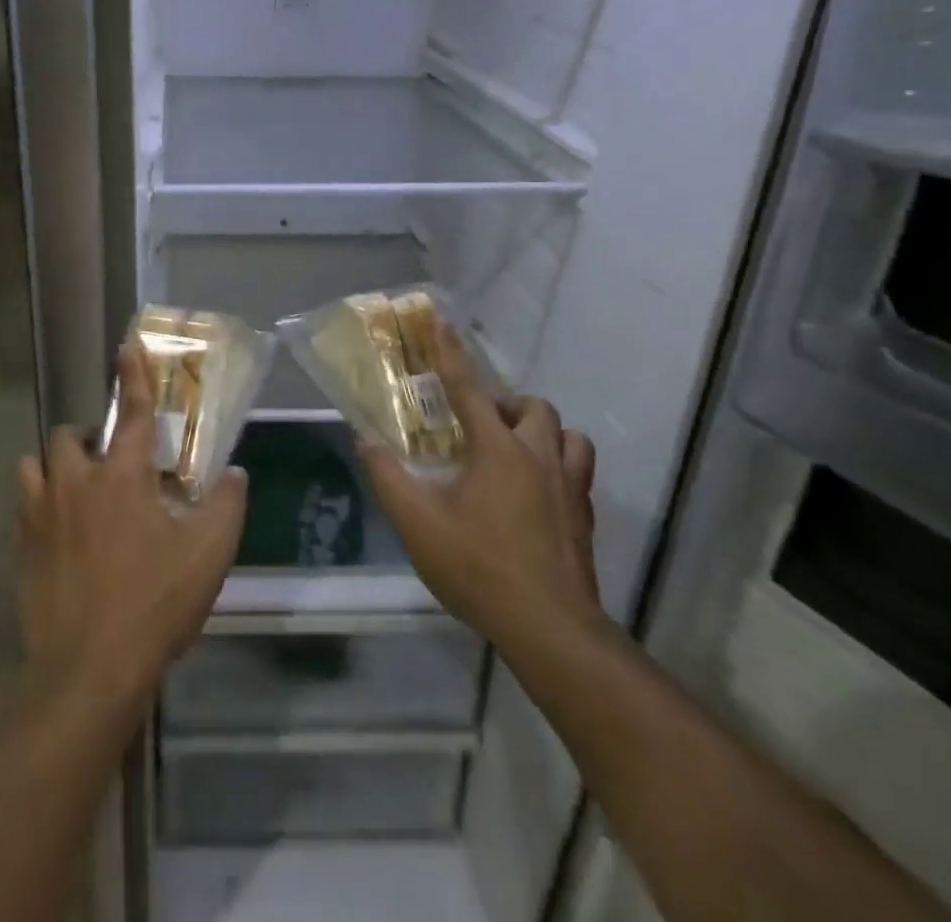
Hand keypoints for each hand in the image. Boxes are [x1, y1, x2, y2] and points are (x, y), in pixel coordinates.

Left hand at [17, 345, 246, 716]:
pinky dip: (40, 504)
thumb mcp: (208, 556)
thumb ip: (225, 506)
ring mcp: (41, 513)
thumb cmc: (154, 604)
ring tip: (77, 492)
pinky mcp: (20, 545)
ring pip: (37, 464)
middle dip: (90, 438)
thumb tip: (233, 473)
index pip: (134, 413)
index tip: (125, 347)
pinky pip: (24, 505)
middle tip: (111, 465)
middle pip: (71, 434)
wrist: (87, 669)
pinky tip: (58, 533)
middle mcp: (76, 482)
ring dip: (57, 467)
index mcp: (123, 476)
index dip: (133, 376)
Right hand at [358, 326, 604, 655]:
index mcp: (497, 450)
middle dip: (507, 405)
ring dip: (542, 433)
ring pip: (569, 436)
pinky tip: (536, 493)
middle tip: (480, 426)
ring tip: (516, 453)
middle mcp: (539, 457)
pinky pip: (579, 472)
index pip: (468, 388)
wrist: (550, 629)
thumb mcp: (417, 523)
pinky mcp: (585, 518)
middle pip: (533, 407)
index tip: (441, 320)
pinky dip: (559, 466)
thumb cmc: (478, 567)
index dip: (451, 353)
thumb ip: (387, 477)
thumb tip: (365, 442)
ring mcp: (569, 488)